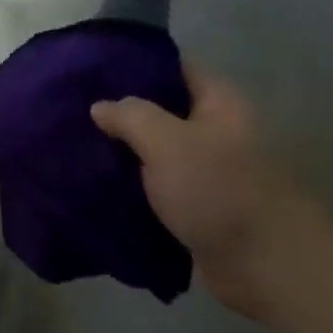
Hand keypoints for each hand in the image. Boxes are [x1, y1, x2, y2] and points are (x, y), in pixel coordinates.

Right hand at [91, 66, 319, 321]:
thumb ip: (131, 116)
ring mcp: (203, 174)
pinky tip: (90, 188)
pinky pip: (151, 192)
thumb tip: (100, 106)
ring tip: (70, 149)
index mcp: (218, 104)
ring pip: (151, 155)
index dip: (134, 67)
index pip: (173, 70)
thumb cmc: (219, 191)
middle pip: (158, 114)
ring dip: (118, 156)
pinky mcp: (192, 210)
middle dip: (117, 115)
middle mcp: (212, 134)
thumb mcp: (168, 141)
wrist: (265, 266)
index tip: (88, 71)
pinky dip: (126, 191)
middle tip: (68, 114)